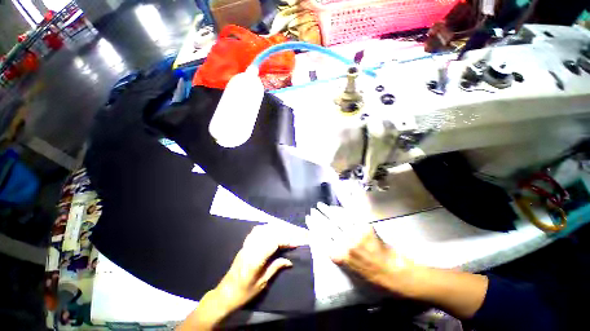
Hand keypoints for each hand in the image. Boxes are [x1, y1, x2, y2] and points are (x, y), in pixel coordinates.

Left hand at [214, 225, 304, 311]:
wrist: (225, 294)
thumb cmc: (244, 292)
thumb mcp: (262, 283)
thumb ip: (275, 268)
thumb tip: (289, 261)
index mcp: (255, 259)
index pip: (273, 243)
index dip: (285, 241)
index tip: (294, 244)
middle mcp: (251, 248)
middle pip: (269, 234)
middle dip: (282, 234)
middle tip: (291, 238)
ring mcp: (246, 245)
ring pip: (261, 230)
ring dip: (273, 230)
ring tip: (282, 234)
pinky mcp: (244, 245)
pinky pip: (254, 232)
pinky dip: (263, 229)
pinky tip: (269, 231)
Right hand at [306, 203, 488, 318]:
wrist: (394, 273)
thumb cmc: (373, 276)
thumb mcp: (351, 270)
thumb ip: (338, 255)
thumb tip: (327, 243)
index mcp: (339, 256)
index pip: (321, 238)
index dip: (313, 227)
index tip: (308, 219)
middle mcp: (344, 243)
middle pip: (327, 226)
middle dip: (318, 217)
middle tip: (312, 210)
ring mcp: (354, 233)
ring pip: (336, 218)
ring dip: (327, 211)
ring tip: (320, 205)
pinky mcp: (365, 226)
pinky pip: (351, 213)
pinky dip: (343, 206)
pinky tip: (337, 203)